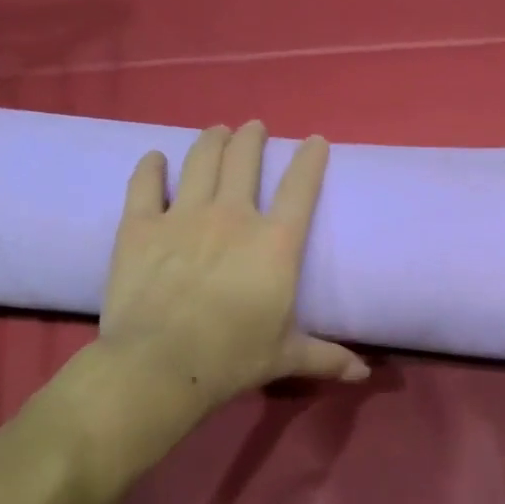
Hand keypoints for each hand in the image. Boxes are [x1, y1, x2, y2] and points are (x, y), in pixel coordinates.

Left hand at [94, 121, 366, 414]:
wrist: (162, 364)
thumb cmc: (234, 358)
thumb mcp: (287, 357)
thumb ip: (326, 358)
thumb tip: (364, 375)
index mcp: (275, 243)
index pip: (300, 188)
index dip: (310, 159)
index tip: (314, 141)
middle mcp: (233, 216)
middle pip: (244, 160)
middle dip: (252, 138)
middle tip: (254, 128)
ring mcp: (183, 216)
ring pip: (200, 161)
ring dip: (211, 141)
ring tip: (217, 131)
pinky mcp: (140, 226)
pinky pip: (145, 185)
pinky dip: (150, 168)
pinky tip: (155, 158)